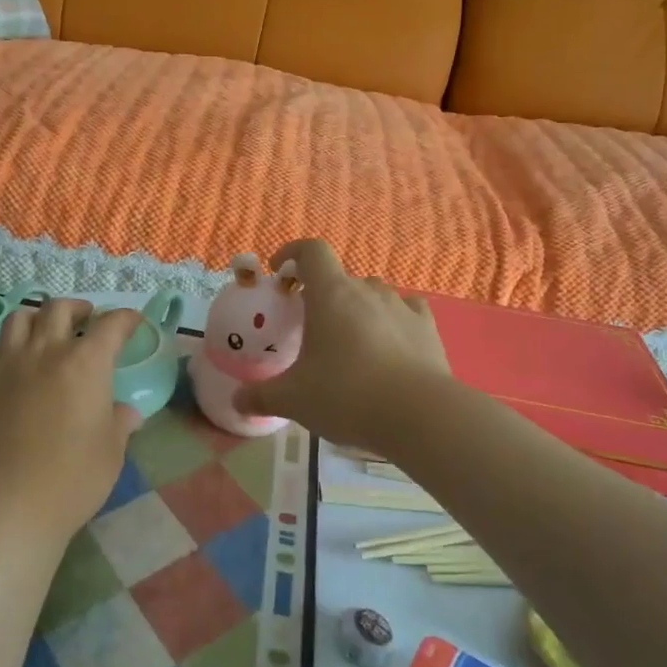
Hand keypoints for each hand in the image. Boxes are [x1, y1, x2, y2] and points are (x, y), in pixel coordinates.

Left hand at [0, 299, 144, 546]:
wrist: (5, 506)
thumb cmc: (71, 478)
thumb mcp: (111, 452)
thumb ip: (120, 423)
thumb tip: (126, 412)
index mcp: (86, 363)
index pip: (110, 325)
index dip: (125, 319)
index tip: (133, 322)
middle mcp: (45, 351)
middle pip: (59, 309)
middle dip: (79, 308)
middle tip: (88, 319)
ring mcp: (7, 365)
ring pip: (20, 318)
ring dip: (39, 317)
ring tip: (48, 331)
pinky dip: (12, 344)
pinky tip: (18, 362)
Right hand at [233, 240, 449, 446]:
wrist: (420, 415)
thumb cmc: (347, 395)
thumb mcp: (294, 399)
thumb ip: (262, 396)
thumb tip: (238, 401)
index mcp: (331, 294)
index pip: (311, 251)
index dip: (292, 253)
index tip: (279, 273)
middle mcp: (367, 291)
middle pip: (340, 278)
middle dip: (322, 294)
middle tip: (309, 326)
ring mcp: (402, 306)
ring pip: (373, 294)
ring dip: (357, 308)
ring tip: (349, 341)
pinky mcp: (428, 328)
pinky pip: (406, 311)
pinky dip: (392, 320)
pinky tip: (389, 344)